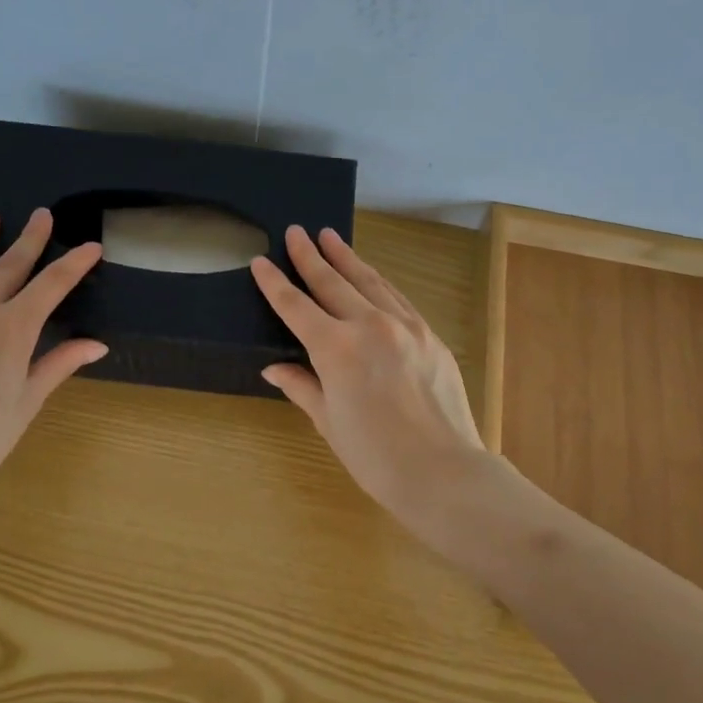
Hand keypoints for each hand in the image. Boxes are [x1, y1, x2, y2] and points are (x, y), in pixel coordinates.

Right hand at [252, 226, 484, 526]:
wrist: (442, 470)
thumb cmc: (374, 455)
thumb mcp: (328, 421)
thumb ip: (302, 386)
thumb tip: (275, 368)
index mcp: (335, 349)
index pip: (295, 306)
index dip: (275, 283)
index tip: (260, 261)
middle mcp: (369, 325)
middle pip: (332, 282)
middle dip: (310, 256)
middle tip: (296, 232)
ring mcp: (404, 326)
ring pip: (369, 281)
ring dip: (346, 258)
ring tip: (330, 237)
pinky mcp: (429, 335)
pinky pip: (397, 298)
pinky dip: (379, 282)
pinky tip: (371, 275)